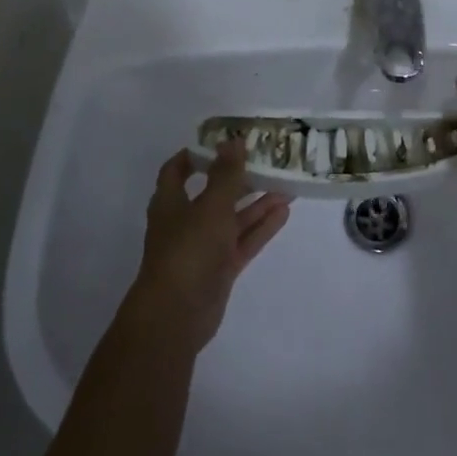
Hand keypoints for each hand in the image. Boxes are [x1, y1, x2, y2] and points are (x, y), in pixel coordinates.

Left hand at [126, 143, 291, 351]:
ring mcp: (204, 247)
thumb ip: (226, 174)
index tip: (223, 141)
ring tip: (286, 186)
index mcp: (171, 202)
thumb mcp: (210, 206)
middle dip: (239, 178)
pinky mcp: (220, 268)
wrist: (177, 315)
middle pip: (213, 193)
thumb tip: (233, 140)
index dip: (197, 154)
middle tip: (267, 161)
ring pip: (233, 218)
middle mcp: (185, 221)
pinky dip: (261, 227)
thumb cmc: (188, 250)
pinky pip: (243, 241)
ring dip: (256, 203)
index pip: (178, 170)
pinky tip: (284, 212)